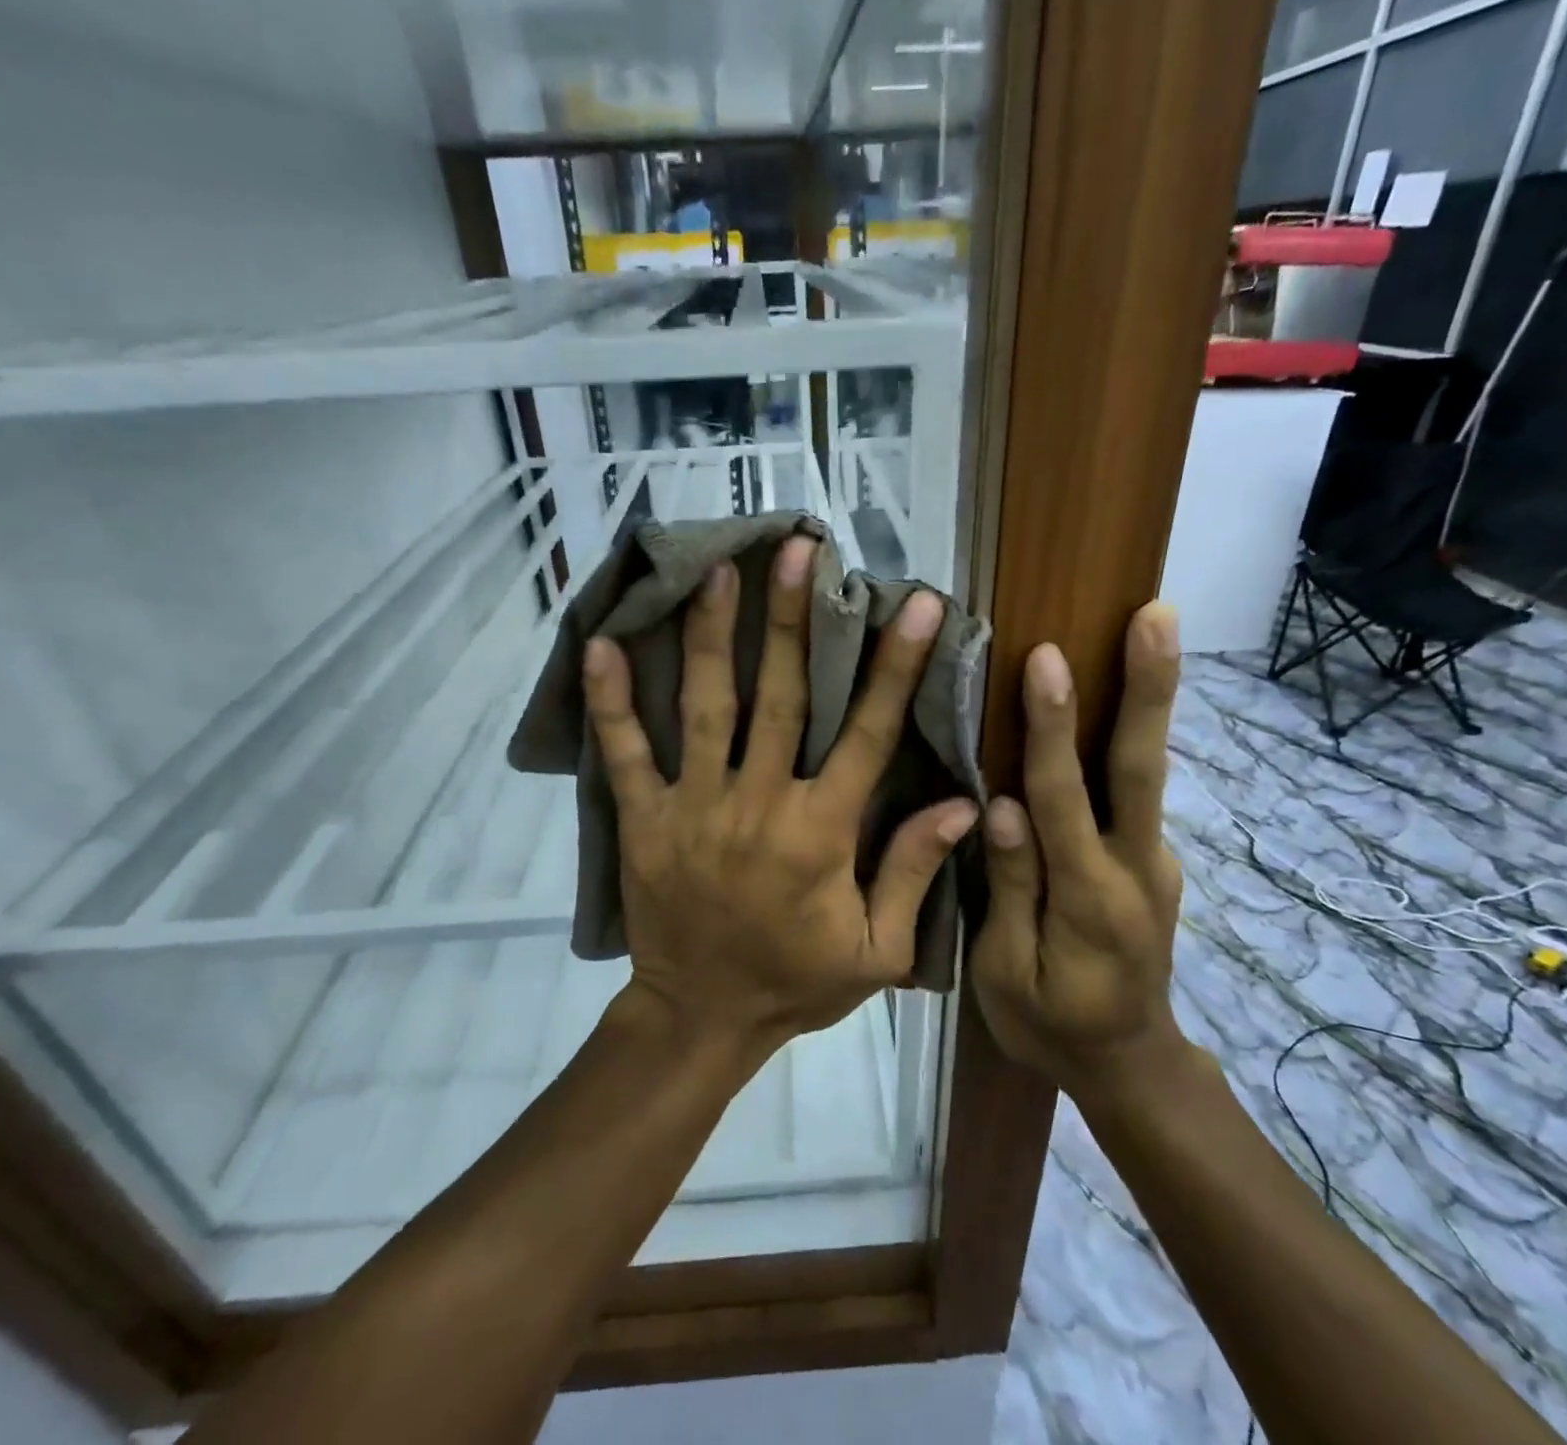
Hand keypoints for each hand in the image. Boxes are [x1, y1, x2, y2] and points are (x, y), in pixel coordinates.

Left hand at [583, 534, 978, 1055]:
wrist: (701, 1017)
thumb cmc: (796, 983)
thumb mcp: (877, 951)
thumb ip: (914, 873)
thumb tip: (963, 804)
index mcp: (822, 833)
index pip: (869, 734)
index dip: (895, 666)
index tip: (913, 604)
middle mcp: (758, 805)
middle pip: (782, 698)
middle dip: (794, 620)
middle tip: (799, 549)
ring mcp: (694, 808)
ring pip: (706, 708)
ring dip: (714, 637)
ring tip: (719, 572)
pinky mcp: (644, 820)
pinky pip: (625, 754)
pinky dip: (611, 702)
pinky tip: (603, 645)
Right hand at [971, 603, 1189, 1097]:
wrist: (1130, 1065)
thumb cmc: (1051, 1025)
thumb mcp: (1008, 973)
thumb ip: (1011, 888)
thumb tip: (1001, 806)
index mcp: (1089, 899)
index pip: (1064, 799)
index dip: (1053, 728)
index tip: (1048, 660)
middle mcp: (1136, 868)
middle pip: (1141, 768)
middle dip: (1148, 688)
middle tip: (1157, 617)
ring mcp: (1155, 862)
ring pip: (1147, 774)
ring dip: (1150, 701)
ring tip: (1151, 632)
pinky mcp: (1154, 862)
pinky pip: (1135, 796)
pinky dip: (1128, 741)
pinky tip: (1112, 704)